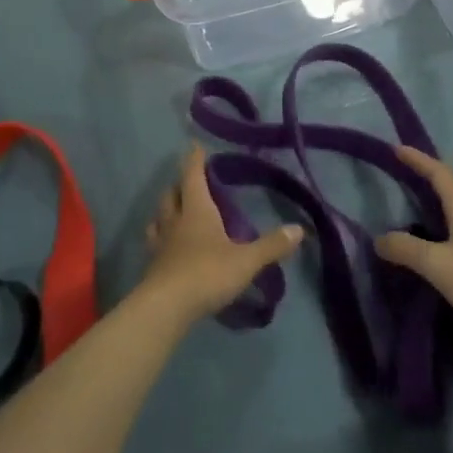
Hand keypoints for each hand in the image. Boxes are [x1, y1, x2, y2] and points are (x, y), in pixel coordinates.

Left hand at [138, 146, 303, 323]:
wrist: (166, 307)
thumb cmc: (207, 273)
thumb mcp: (246, 260)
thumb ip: (271, 245)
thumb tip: (299, 230)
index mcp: (196, 210)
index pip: (192, 176)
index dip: (194, 160)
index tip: (195, 146)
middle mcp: (174, 221)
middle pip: (171, 194)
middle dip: (179, 185)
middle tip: (188, 182)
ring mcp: (160, 244)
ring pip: (159, 218)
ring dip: (166, 211)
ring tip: (174, 212)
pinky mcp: (153, 266)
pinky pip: (155, 243)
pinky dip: (161, 238)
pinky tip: (168, 247)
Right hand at [374, 147, 452, 353]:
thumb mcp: (437, 265)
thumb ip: (405, 248)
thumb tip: (378, 239)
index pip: (438, 172)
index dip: (417, 159)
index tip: (396, 148)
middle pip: (452, 181)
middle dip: (429, 171)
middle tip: (403, 169)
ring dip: (439, 192)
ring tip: (416, 195)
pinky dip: (446, 215)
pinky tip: (436, 232)